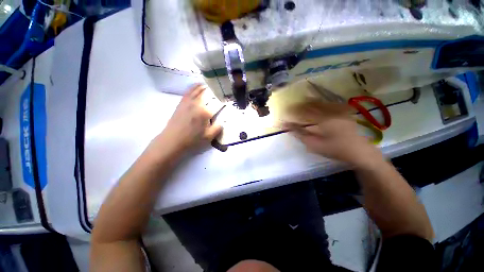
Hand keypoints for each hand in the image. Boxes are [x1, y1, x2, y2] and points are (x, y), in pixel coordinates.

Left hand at [156, 84, 221, 153]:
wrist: (173, 139)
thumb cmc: (192, 139)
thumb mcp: (209, 137)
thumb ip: (218, 128)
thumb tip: (223, 121)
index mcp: (205, 112)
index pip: (217, 103)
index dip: (223, 100)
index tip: (227, 99)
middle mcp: (197, 103)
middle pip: (208, 93)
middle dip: (215, 90)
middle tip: (220, 90)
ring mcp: (188, 101)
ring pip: (199, 89)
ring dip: (206, 86)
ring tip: (211, 85)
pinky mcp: (182, 102)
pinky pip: (189, 90)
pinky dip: (195, 86)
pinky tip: (198, 85)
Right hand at [284, 100, 382, 168]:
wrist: (359, 151)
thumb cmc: (335, 149)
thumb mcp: (314, 144)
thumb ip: (299, 133)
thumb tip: (286, 126)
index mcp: (322, 119)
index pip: (303, 111)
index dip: (293, 111)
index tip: (286, 112)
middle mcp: (330, 111)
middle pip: (311, 104)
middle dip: (299, 105)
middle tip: (291, 107)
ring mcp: (338, 110)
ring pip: (319, 102)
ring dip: (308, 102)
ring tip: (300, 104)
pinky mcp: (343, 111)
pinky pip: (327, 103)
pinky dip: (318, 103)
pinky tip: (314, 104)